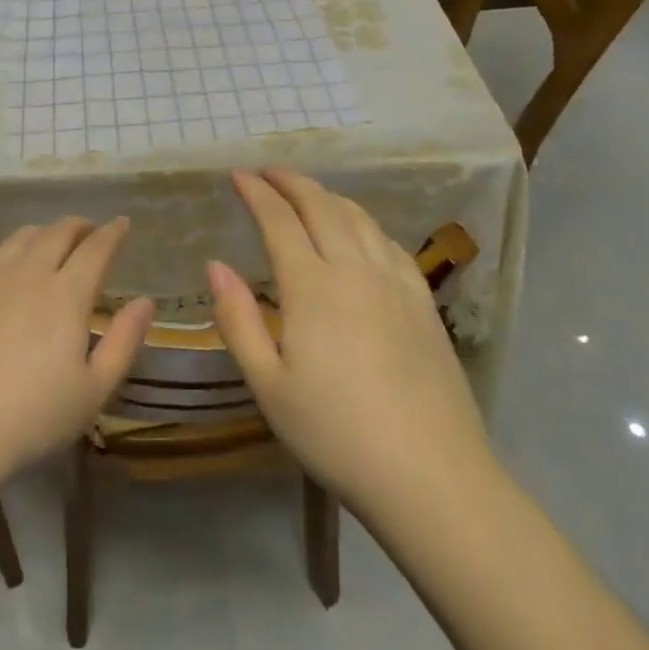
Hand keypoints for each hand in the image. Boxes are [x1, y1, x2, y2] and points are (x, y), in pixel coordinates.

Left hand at [0, 217, 154, 501]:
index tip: (122, 224)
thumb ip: (124, 341)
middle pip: (58, 232)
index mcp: (67, 294)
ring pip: (20, 237)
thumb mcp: (93, 392)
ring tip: (48, 245)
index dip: (113, 232)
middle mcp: (29, 272)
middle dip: (79, 227)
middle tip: (88, 233)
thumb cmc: (30, 420)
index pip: (97, 248)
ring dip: (42, 234)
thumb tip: (146, 301)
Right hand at [209, 169, 490, 511]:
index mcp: (312, 287)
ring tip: (310, 193)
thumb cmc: (336, 435)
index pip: (279, 220)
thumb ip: (238, 320)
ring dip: (329, 196)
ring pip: (359, 218)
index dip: (256, 192)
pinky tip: (362, 233)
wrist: (432, 477)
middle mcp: (354, 270)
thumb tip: (215, 265)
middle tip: (269, 172)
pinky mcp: (424, 303)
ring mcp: (395, 283)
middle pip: (322, 206)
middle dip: (292, 182)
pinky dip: (366, 224)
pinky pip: (390, 244)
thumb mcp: (268, 387)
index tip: (238, 175)